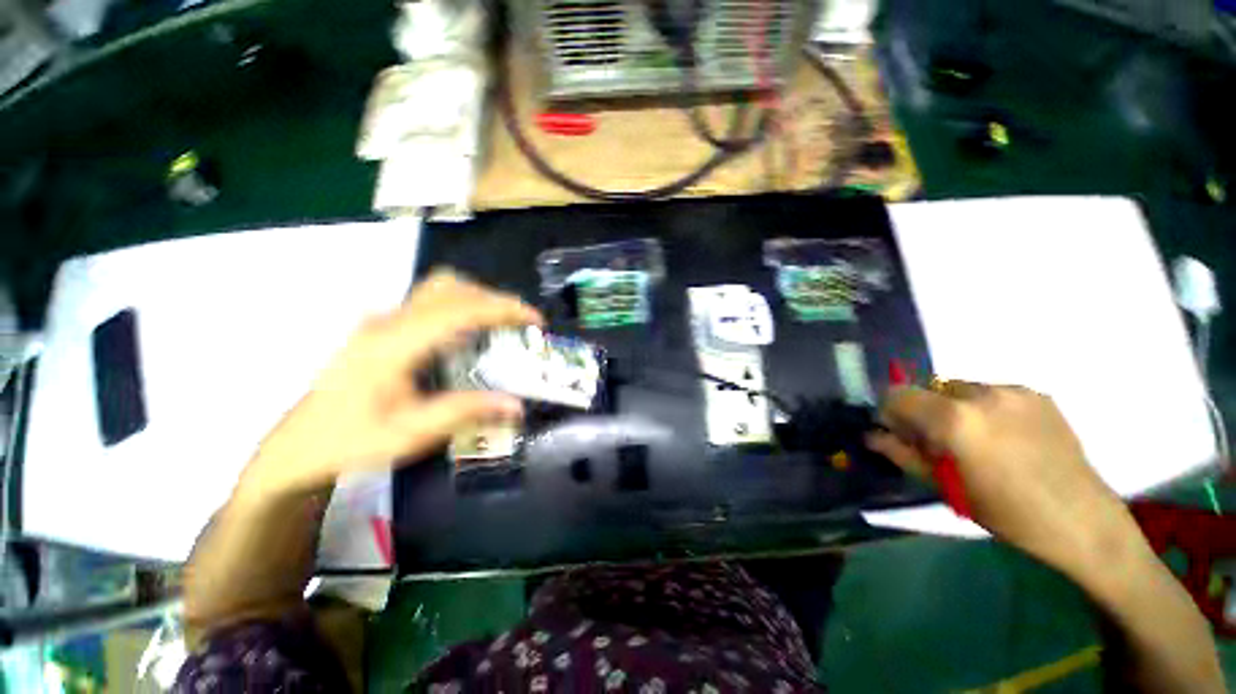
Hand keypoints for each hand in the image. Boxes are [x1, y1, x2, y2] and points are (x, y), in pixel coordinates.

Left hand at [237, 270, 542, 500]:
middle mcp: (388, 322)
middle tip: (521, 323)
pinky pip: (431, 302)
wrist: (298, 447)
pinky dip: (462, 307)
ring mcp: (382, 321)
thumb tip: (516, 404)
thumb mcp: (411, 434)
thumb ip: (466, 412)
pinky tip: (471, 334)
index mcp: (394, 344)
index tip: (535, 319)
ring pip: (438, 289)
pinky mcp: (382, 328)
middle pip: (449, 287)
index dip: (503, 309)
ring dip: (477, 299)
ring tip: (501, 324)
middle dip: (493, 299)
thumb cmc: (351, 441)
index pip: (459, 310)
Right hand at [867, 383, 1140, 579]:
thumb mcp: (944, 487)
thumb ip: (902, 455)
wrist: (1081, 520)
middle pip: (928, 389)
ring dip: (955, 409)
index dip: (890, 412)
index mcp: (955, 419)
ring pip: (960, 389)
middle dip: (924, 411)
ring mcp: (1013, 391)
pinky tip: (1006, 438)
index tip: (900, 434)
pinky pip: (992, 393)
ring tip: (978, 442)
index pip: (897, 394)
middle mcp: (981, 394)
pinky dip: (985, 409)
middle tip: (940, 444)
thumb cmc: (1006, 512)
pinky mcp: (1037, 394)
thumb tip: (871, 436)